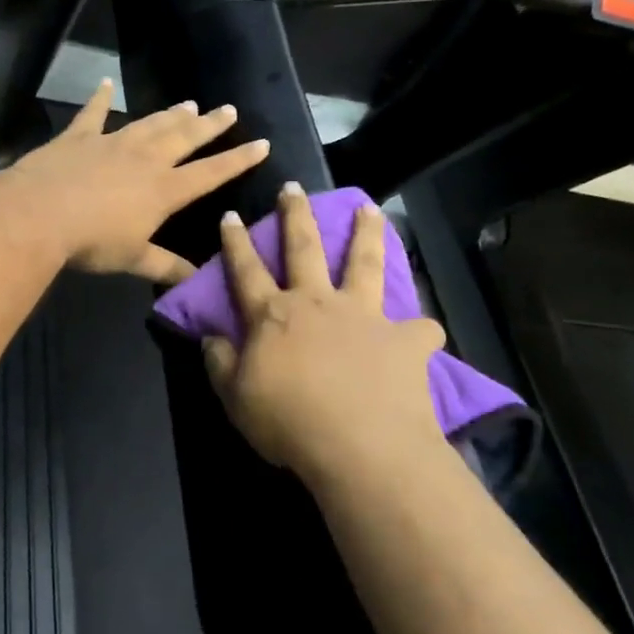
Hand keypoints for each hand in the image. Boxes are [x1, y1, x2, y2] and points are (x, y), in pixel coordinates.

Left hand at [11, 80, 271, 286]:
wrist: (39, 214)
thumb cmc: (92, 241)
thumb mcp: (133, 259)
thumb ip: (166, 266)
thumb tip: (197, 280)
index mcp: (164, 189)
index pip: (211, 173)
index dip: (238, 160)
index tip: (261, 143)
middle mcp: (145, 159)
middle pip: (185, 137)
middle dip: (210, 125)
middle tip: (228, 109)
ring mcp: (111, 142)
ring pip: (149, 123)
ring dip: (170, 114)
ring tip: (189, 103)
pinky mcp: (78, 137)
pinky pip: (92, 113)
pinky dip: (99, 98)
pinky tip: (105, 83)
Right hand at [203, 184, 446, 483]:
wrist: (360, 446)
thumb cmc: (288, 422)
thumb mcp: (236, 398)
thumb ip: (220, 364)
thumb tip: (211, 336)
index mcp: (274, 315)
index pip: (246, 269)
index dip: (235, 242)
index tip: (231, 214)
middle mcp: (318, 303)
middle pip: (304, 248)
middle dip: (295, 214)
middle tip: (293, 187)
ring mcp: (364, 316)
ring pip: (364, 263)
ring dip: (366, 234)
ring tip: (369, 209)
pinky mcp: (404, 339)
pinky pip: (418, 328)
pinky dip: (419, 329)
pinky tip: (422, 330)